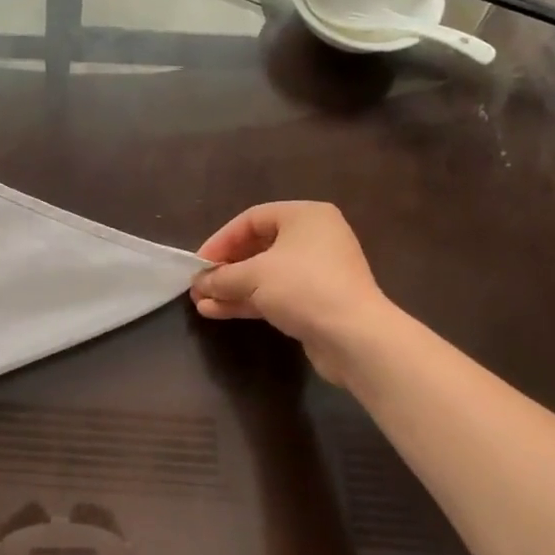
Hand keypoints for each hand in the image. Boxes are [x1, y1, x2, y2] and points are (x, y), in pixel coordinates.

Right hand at [192, 202, 392, 385]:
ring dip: (232, 288)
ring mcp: (318, 272)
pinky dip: (249, 300)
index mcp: (305, 217)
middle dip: (225, 268)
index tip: (199, 263)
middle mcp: (314, 238)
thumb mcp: (254, 276)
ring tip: (201, 302)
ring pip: (265, 274)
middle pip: (258, 247)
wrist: (355, 338)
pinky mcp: (318, 301)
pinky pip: (276, 294)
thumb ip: (222, 276)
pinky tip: (218, 312)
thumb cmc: (303, 288)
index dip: (221, 240)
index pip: (251, 219)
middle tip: (200, 283)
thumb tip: (199, 283)